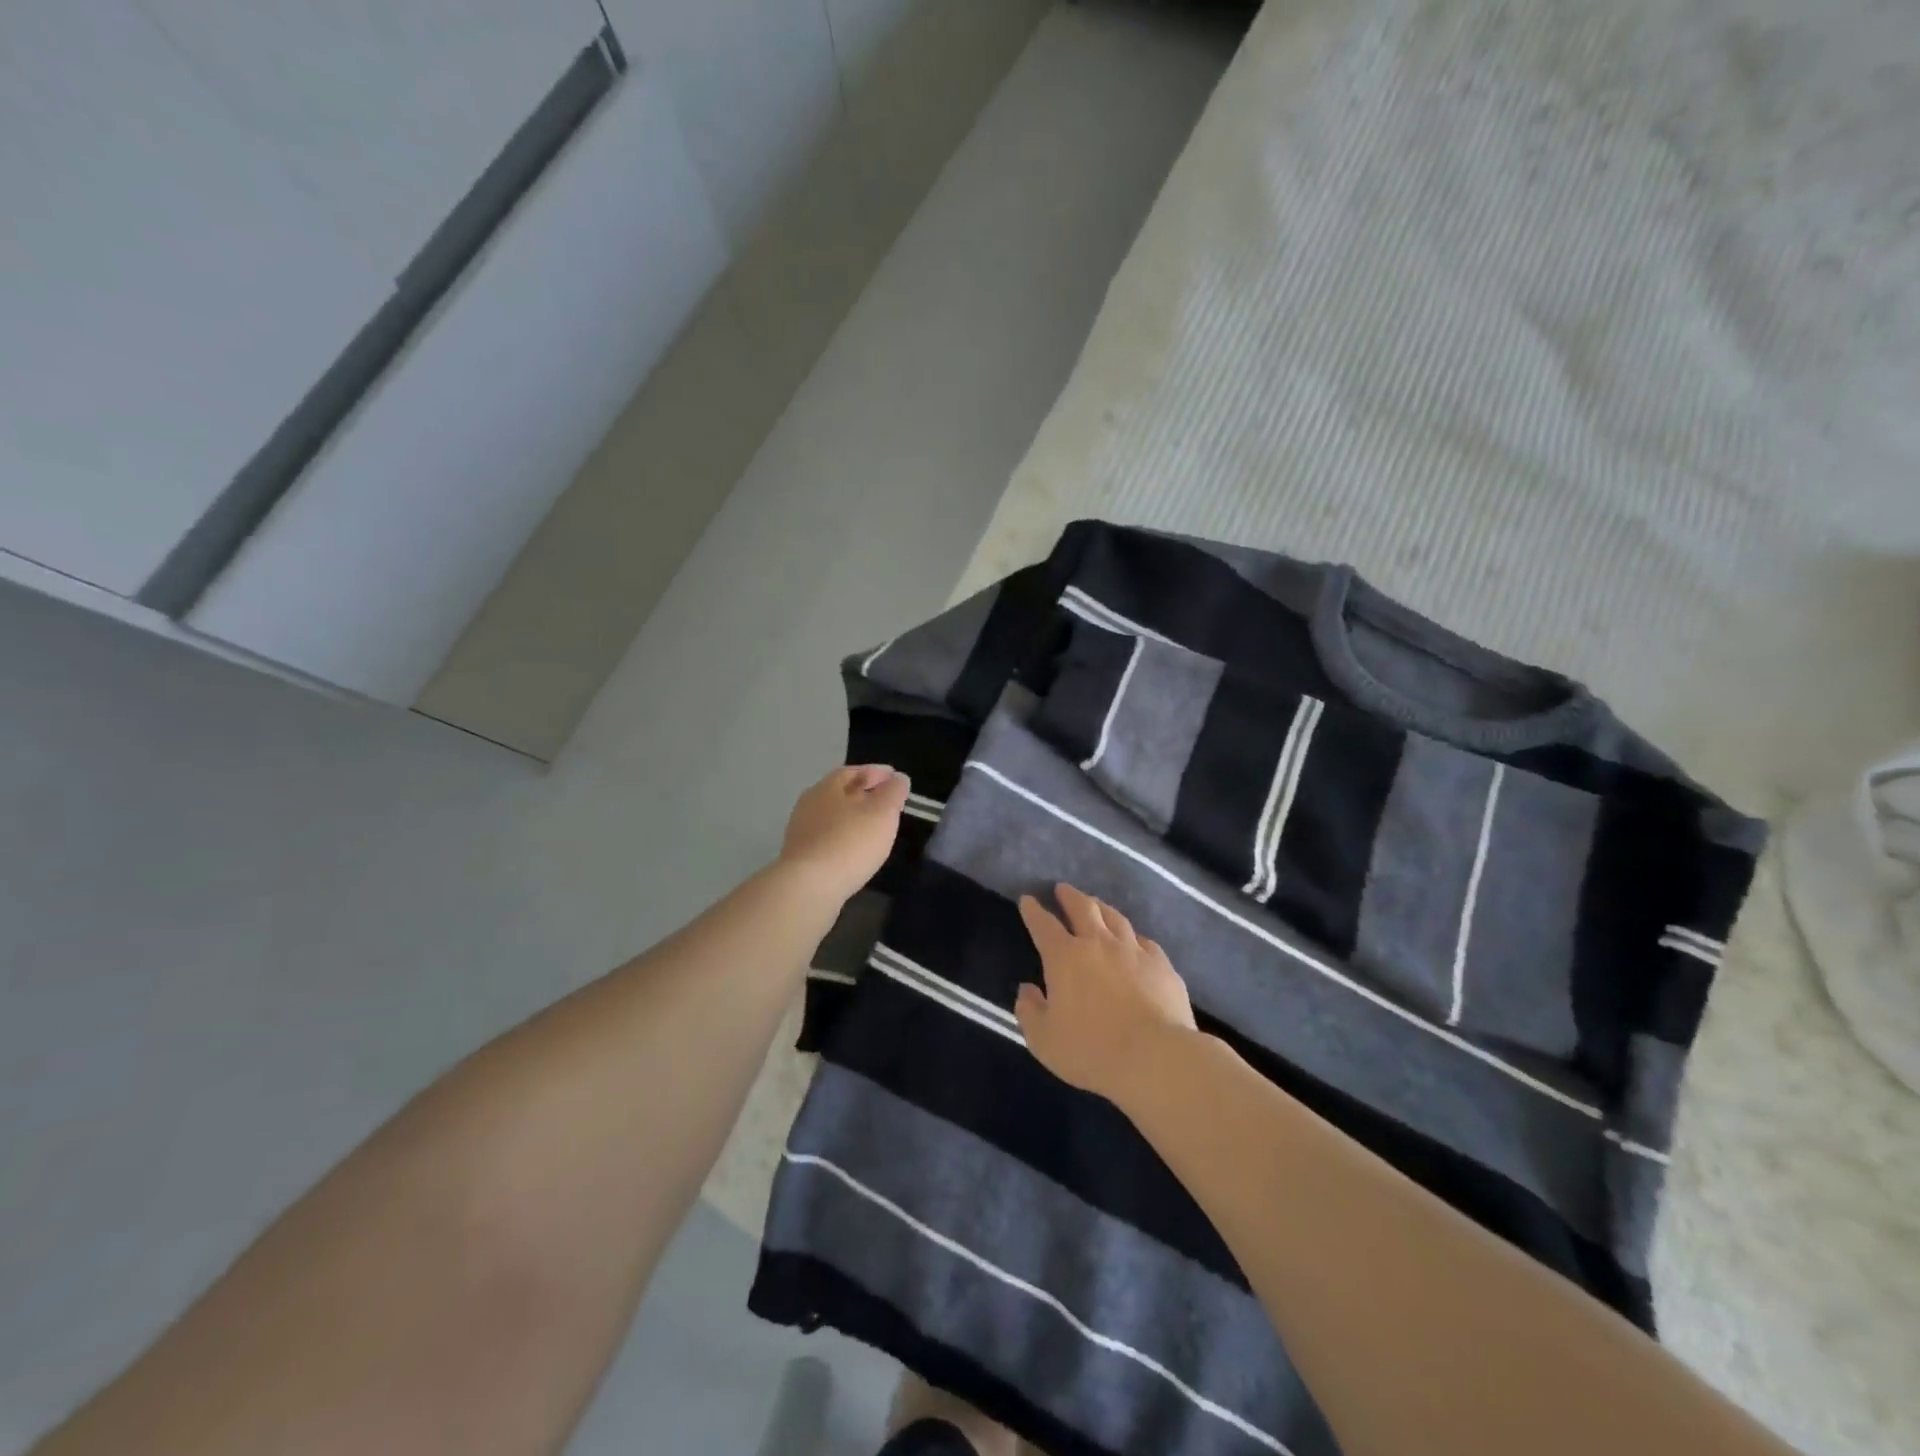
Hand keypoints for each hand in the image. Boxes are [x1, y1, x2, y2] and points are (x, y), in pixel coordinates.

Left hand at [779, 764, 909, 903]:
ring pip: (833, 817)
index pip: (853, 771)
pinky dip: (844, 838)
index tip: (895, 777)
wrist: (808, 888)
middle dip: (864, 794)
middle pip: (840, 793)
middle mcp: (809, 804)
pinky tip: (855, 850)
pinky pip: (828, 839)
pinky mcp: (800, 858)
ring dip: (853, 818)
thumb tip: (898, 778)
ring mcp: (801, 832)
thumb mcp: (882, 812)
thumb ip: (893, 792)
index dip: (876, 772)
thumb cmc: (850, 842)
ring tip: (874, 827)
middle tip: (886, 802)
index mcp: (827, 787)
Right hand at [1016, 884, 1197, 1105]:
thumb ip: (1029, 1012)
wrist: (1156, 1057)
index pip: (1044, 925)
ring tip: (1096, 904)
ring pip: (1115, 918)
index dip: (1033, 911)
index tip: (1028, 899)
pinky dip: (1133, 936)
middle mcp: (1099, 944)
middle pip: (1083, 908)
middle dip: (1069, 896)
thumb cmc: (1091, 1050)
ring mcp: (1134, 951)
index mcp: (1065, 957)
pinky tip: (1134, 940)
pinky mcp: (1162, 965)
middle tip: (1062, 889)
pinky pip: (1144, 941)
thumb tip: (1027, 990)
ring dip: (1101, 908)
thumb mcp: (1044, 1040)